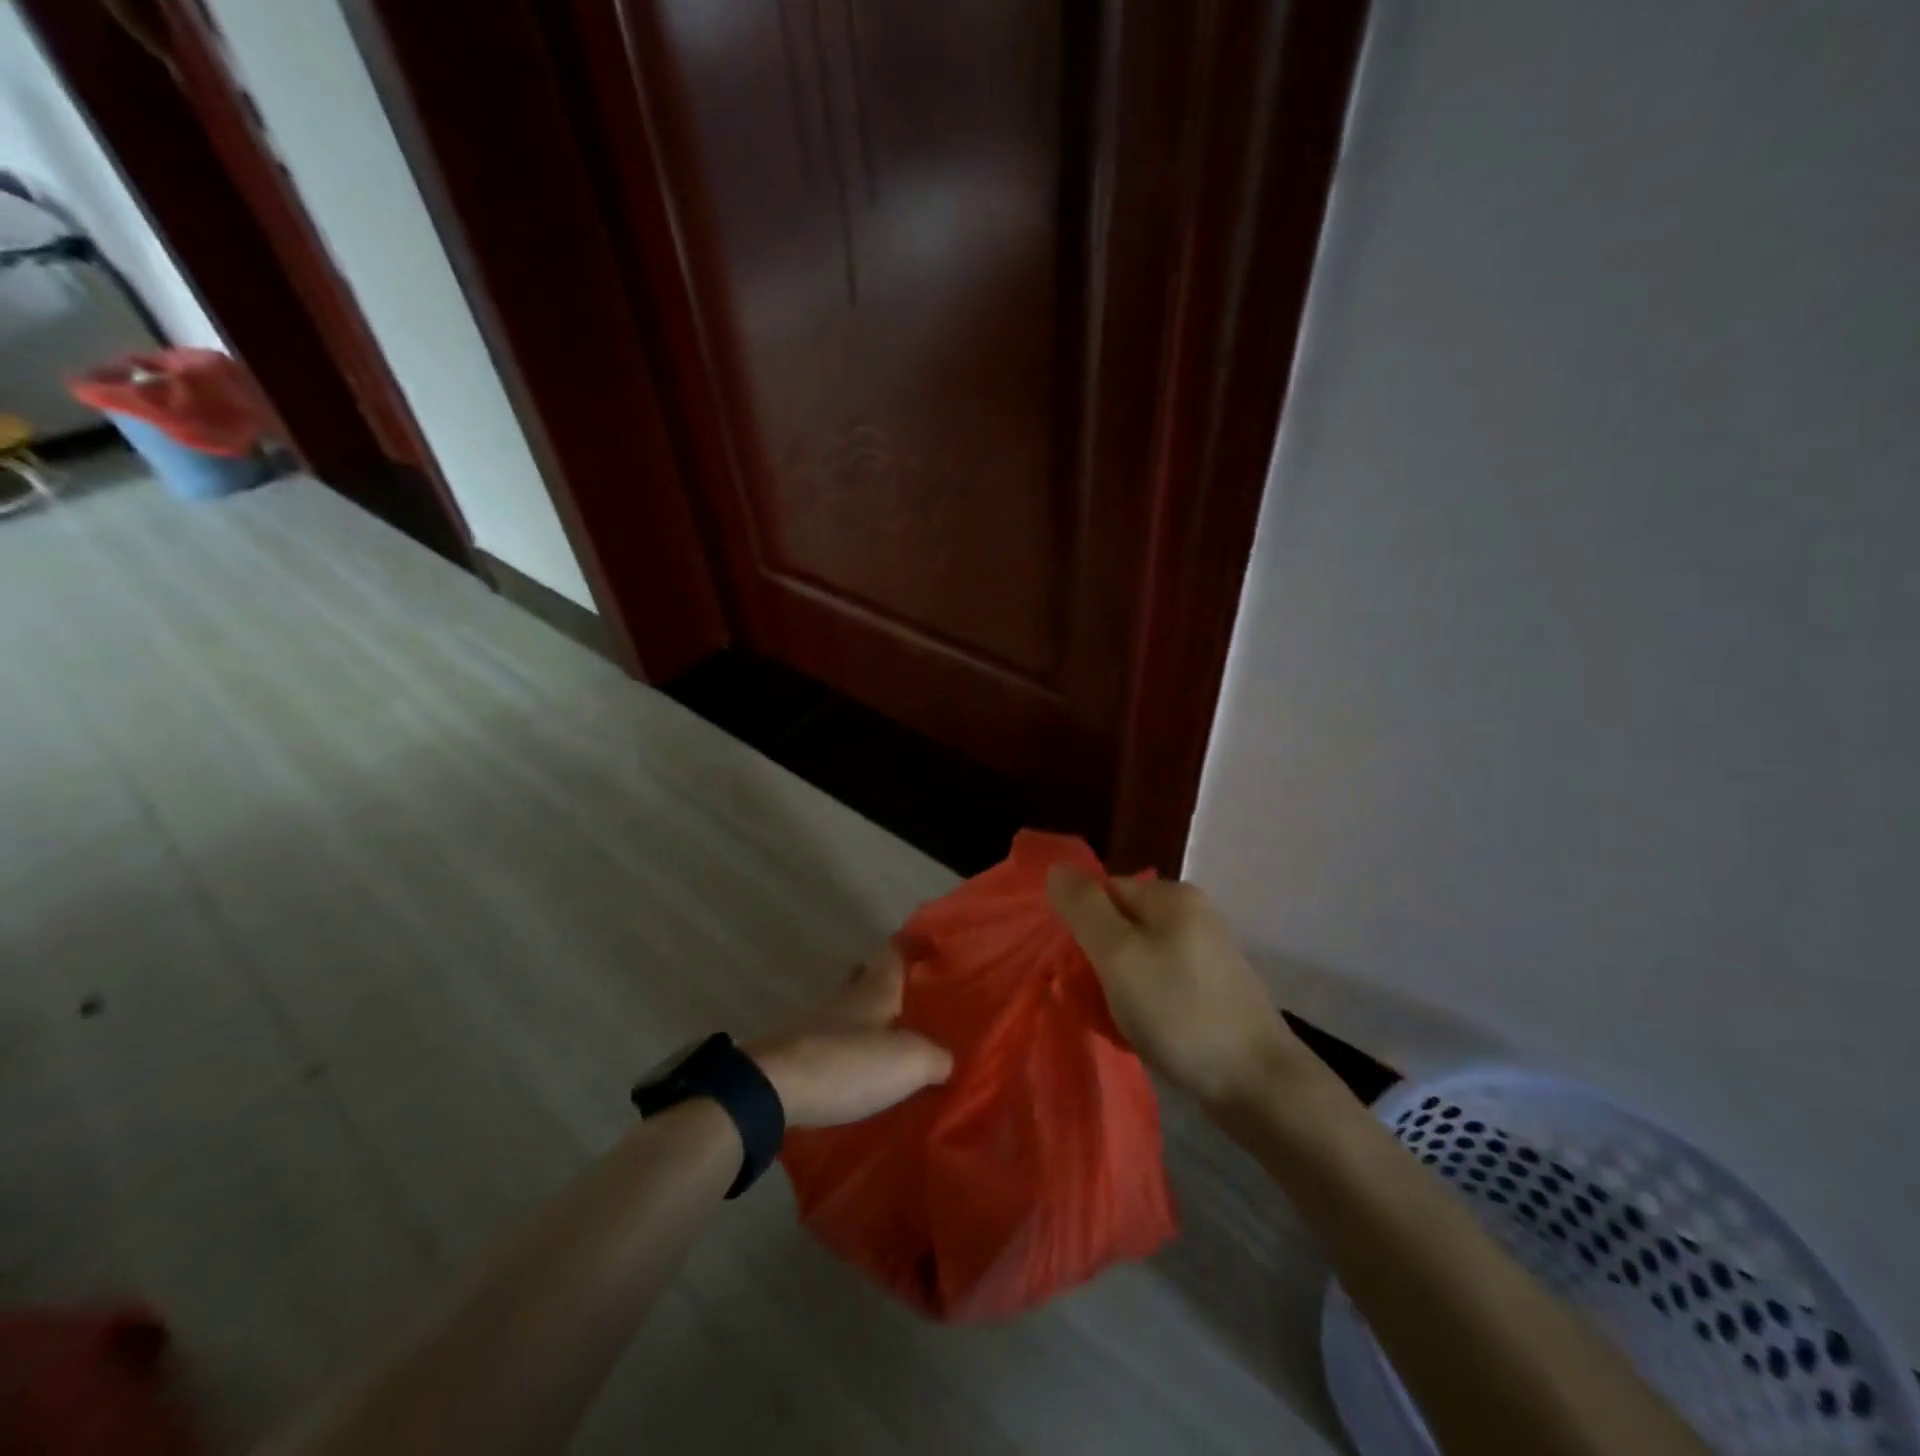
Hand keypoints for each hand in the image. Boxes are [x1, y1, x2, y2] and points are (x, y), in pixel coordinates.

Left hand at [746, 942, 952, 1127]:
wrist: (773, 1089)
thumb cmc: (849, 1063)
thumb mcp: (910, 1062)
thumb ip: (936, 1058)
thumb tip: (948, 1060)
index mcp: (875, 988)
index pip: (894, 952)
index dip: (911, 945)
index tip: (928, 944)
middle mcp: (846, 998)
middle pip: (867, 977)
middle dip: (886, 981)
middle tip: (911, 995)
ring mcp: (817, 1024)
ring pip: (849, 1010)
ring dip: (867, 1018)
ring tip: (892, 1039)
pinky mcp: (797, 1053)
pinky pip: (833, 1042)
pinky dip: (849, 1048)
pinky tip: (860, 1069)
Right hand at [1046, 868, 1304, 1106]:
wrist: (1258, 1085)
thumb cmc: (1179, 1012)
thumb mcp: (1119, 954)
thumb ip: (1084, 908)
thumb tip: (1056, 870)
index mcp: (1173, 896)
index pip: (1104, 891)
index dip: (1081, 925)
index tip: (1072, 967)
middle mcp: (1194, 915)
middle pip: (1121, 924)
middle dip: (1098, 958)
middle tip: (1089, 997)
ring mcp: (1208, 954)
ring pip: (1139, 957)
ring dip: (1118, 985)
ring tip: (1111, 1019)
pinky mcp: (1215, 991)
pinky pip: (1161, 984)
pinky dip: (1143, 1003)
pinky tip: (1140, 1031)